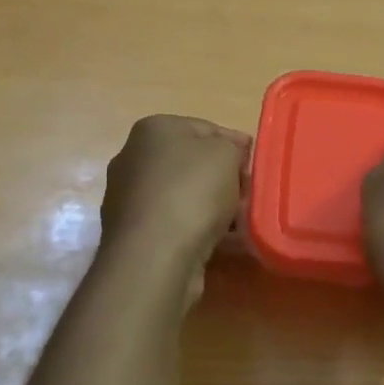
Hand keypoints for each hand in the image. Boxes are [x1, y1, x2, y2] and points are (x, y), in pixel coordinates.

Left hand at [100, 116, 249, 285]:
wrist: (154, 255)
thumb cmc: (192, 192)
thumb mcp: (227, 154)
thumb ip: (234, 147)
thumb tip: (232, 154)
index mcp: (153, 129)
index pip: (206, 129)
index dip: (235, 146)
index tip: (255, 167)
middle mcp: (133, 157)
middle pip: (192, 163)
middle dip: (222, 178)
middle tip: (247, 195)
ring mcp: (128, 197)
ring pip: (183, 195)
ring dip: (211, 206)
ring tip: (237, 223)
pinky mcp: (132, 232)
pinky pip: (174, 222)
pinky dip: (195, 228)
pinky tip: (218, 241)